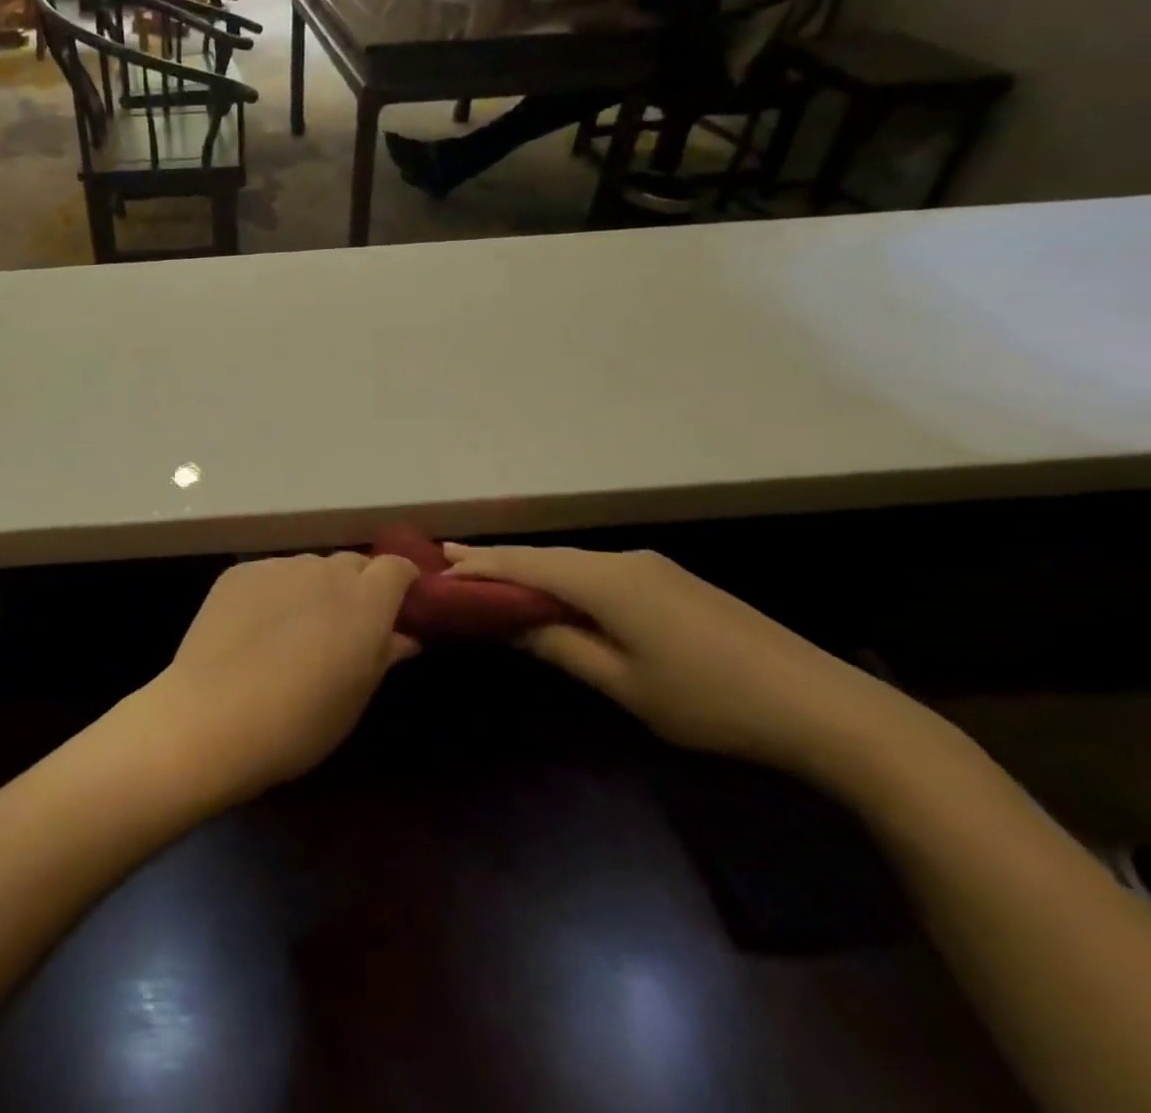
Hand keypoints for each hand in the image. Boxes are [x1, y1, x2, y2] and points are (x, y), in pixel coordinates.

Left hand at [150, 553, 420, 802]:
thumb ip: (384, 654)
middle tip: (346, 627)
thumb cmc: (300, 721)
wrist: (213, 715)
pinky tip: (255, 629)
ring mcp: (278, 566)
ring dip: (313, 589)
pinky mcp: (238, 572)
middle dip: (358, 587)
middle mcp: (324, 570)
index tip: (399, 607)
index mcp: (365, 600)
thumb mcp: (356, 696)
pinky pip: (270, 575)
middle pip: (352, 564)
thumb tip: (404, 635)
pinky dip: (274, 593)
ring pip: (308, 568)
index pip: (397, 567)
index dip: (402, 583)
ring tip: (294, 630)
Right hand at [444, 545, 917, 774]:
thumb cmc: (711, 702)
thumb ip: (560, 646)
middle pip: (547, 555)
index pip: (525, 564)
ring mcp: (653, 567)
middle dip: (496, 560)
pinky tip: (554, 592)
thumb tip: (510, 623)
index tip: (435, 567)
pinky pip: (600, 572)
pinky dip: (564, 578)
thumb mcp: (624, 684)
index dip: (478, 566)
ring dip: (530, 569)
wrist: (828, 708)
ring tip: (489, 575)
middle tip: (449, 564)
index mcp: (607, 580)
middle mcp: (624, 560)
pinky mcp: (673, 582)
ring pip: (574, 562)